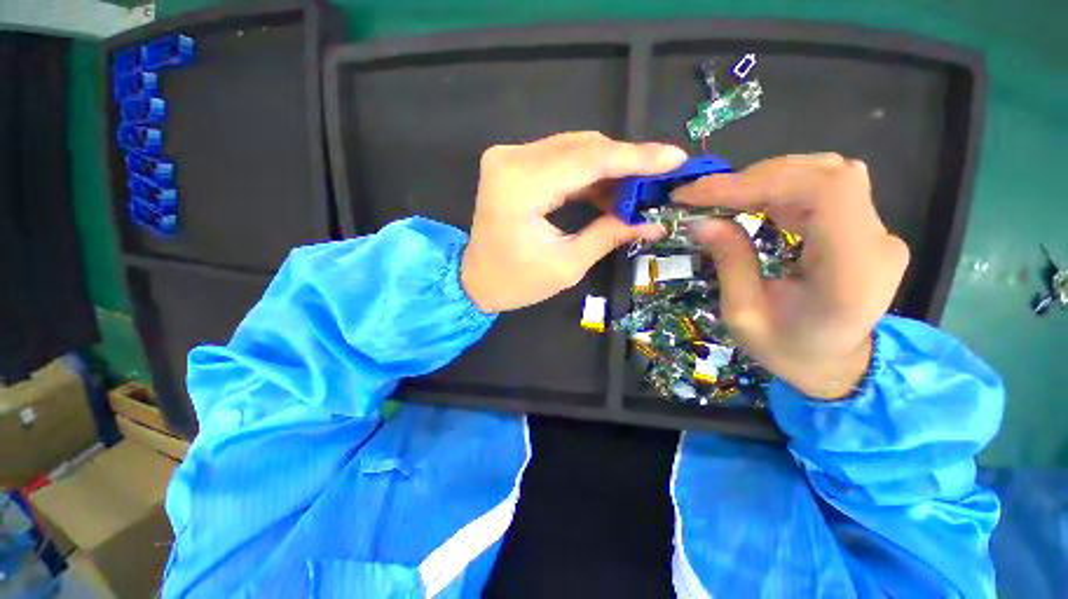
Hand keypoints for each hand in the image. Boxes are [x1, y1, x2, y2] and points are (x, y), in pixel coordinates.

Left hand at [461, 132, 686, 312]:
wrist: (475, 281)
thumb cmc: (517, 282)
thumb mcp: (568, 265)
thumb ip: (610, 235)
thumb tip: (653, 222)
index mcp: (521, 186)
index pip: (589, 160)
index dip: (636, 158)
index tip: (675, 158)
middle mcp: (511, 159)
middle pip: (583, 147)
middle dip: (625, 163)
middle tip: (658, 181)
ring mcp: (508, 157)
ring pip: (574, 149)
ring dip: (608, 168)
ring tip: (636, 191)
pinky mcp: (511, 163)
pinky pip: (559, 158)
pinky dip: (587, 173)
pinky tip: (608, 191)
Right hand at [674, 154, 909, 398]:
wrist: (835, 364)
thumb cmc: (787, 351)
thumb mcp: (743, 316)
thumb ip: (729, 263)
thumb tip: (701, 221)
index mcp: (853, 272)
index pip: (827, 192)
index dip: (761, 180)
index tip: (702, 193)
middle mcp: (877, 242)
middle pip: (826, 175)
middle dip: (755, 178)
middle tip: (704, 196)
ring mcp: (877, 231)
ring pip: (825, 174)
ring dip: (765, 180)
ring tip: (721, 198)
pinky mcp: (864, 227)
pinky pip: (822, 189)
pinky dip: (778, 187)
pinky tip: (749, 201)